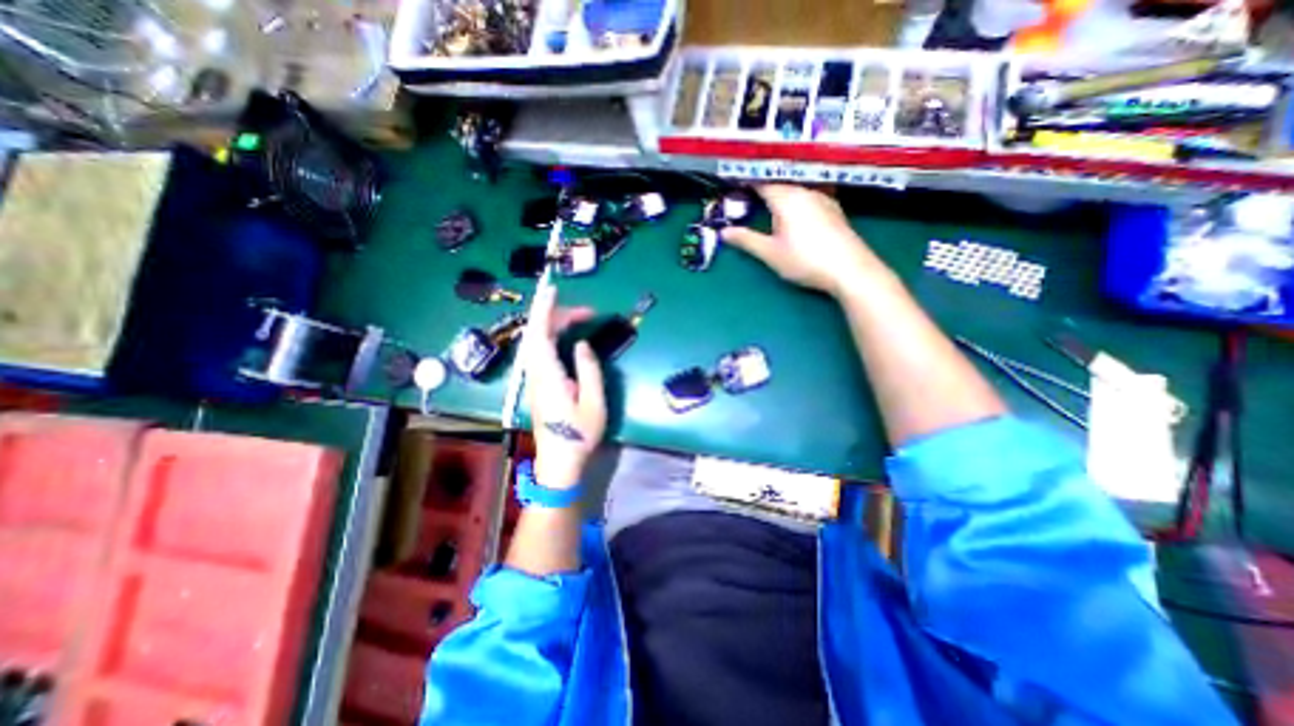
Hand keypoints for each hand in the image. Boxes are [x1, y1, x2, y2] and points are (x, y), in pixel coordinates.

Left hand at [521, 280, 608, 488]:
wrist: (559, 463)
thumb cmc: (579, 435)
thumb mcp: (594, 404)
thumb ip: (589, 371)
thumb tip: (582, 345)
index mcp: (549, 376)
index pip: (539, 335)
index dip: (544, 310)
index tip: (552, 290)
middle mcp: (537, 374)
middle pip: (537, 335)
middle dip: (556, 315)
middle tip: (586, 312)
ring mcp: (535, 379)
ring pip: (537, 342)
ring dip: (555, 325)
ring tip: (579, 319)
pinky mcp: (539, 384)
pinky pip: (541, 351)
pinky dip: (552, 337)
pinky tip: (566, 336)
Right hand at [725, 185, 874, 297]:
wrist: (850, 269)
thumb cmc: (805, 260)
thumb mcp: (770, 253)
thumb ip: (746, 240)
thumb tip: (723, 232)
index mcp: (786, 197)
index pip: (761, 181)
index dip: (745, 180)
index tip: (732, 183)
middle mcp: (805, 191)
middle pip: (779, 182)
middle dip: (761, 186)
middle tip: (745, 194)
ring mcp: (822, 198)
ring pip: (795, 188)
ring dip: (779, 191)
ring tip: (766, 201)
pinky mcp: (833, 208)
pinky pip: (807, 195)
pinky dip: (794, 199)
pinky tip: (793, 211)